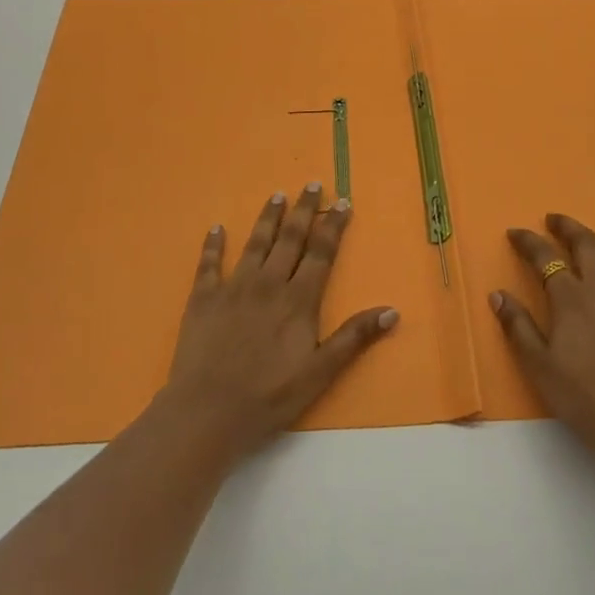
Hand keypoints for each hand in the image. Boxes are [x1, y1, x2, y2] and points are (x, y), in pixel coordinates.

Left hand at [161, 184, 397, 459]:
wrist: (208, 411)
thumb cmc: (269, 397)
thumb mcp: (320, 373)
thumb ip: (353, 338)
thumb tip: (391, 310)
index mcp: (298, 300)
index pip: (321, 253)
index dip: (333, 226)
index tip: (342, 201)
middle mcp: (268, 284)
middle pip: (290, 239)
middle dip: (304, 210)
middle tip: (312, 184)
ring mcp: (233, 287)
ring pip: (255, 243)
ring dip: (267, 218)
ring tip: (277, 195)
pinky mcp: (203, 298)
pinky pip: (209, 264)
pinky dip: (213, 245)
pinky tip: (216, 228)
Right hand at [491, 214, 594, 477]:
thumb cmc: (585, 397)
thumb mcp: (540, 367)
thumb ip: (518, 327)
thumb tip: (498, 294)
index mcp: (571, 298)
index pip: (546, 257)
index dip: (529, 242)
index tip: (515, 233)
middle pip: (586, 244)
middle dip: (567, 227)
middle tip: (552, 219)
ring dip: (590, 239)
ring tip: (578, 239)